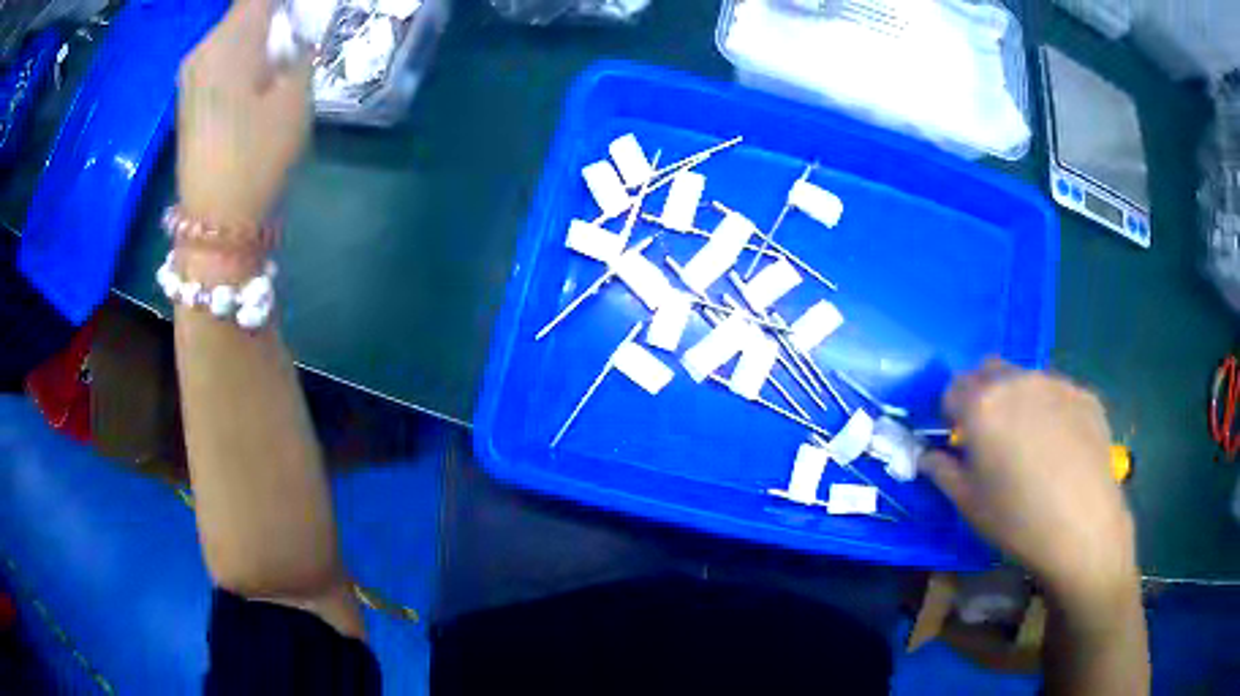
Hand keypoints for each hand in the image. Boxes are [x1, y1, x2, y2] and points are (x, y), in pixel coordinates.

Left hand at [177, 0, 311, 227]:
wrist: (214, 222)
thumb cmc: (257, 157)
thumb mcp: (295, 98)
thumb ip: (299, 51)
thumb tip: (292, 35)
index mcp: (230, 39)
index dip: (282, 2)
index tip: (298, 14)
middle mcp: (203, 48)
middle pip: (245, 10)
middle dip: (273, 15)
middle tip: (295, 36)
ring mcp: (190, 74)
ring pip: (232, 32)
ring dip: (258, 34)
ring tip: (279, 57)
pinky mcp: (187, 96)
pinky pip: (219, 55)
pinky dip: (241, 53)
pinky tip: (255, 77)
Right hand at [920, 360, 1137, 601]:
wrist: (1083, 526)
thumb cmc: (1016, 519)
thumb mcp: (968, 503)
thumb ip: (941, 471)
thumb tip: (929, 456)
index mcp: (982, 404)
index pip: (952, 388)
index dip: (950, 414)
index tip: (958, 441)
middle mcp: (1018, 380)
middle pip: (989, 371)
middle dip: (983, 396)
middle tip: (992, 437)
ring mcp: (1056, 383)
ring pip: (1026, 380)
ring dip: (1019, 401)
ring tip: (1032, 445)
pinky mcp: (1085, 395)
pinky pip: (1059, 394)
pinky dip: (1052, 411)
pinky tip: (1062, 449)